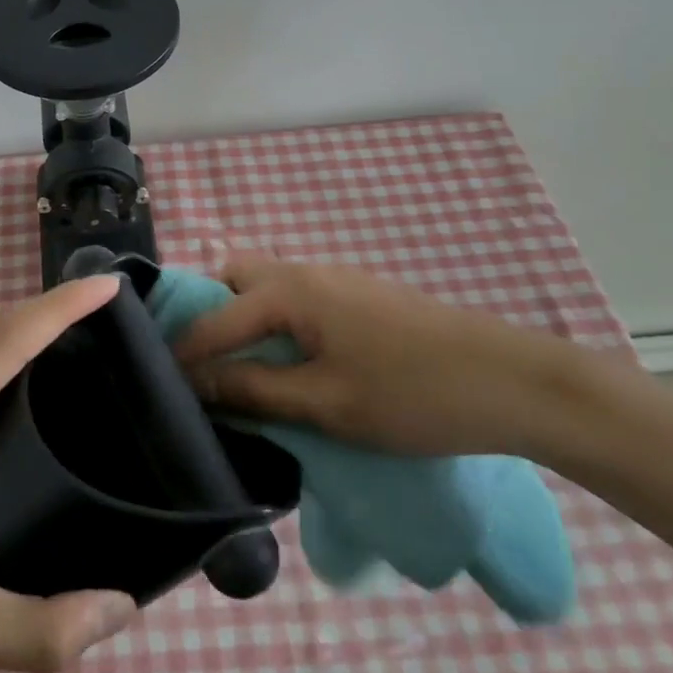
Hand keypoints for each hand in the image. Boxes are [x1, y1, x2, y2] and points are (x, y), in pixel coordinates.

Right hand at [172, 256, 572, 459]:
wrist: (512, 382)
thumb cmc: (412, 394)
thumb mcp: (325, 402)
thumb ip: (255, 388)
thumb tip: (197, 382)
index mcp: (290, 290)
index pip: (215, 318)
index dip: (184, 353)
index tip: (160, 386)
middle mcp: (307, 271)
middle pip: (236, 277)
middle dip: (211, 314)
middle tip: (206, 364)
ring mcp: (338, 279)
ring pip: (269, 287)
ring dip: (245, 318)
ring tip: (243, 369)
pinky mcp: (362, 296)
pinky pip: (298, 299)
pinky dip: (277, 323)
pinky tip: (291, 363)